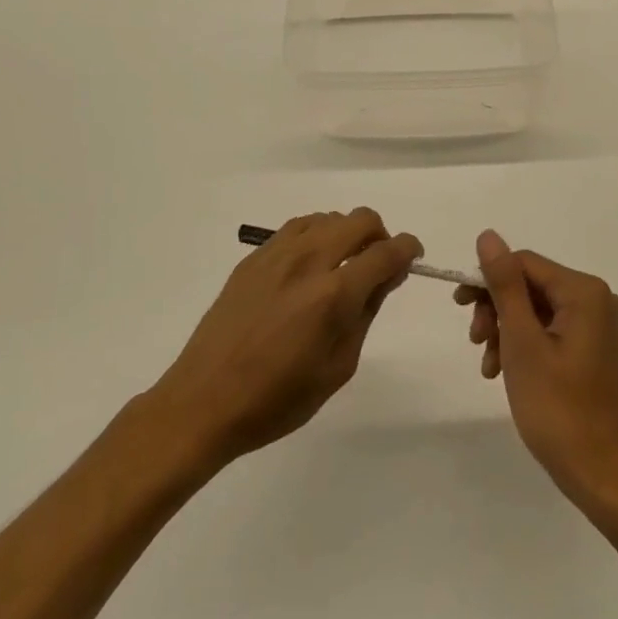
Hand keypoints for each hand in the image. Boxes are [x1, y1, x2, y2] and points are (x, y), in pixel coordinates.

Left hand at [147, 209, 420, 467]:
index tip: (413, 258)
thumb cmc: (278, 399)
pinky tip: (309, 267)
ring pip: (329, 217)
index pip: (387, 252)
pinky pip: (298, 228)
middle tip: (377, 267)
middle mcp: (309, 260)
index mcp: (334, 294)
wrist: (204, 400)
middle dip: (380, 237)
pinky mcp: (254, 257)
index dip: (409, 250)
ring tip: (340, 268)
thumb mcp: (338, 367)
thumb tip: (387, 275)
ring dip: (346, 234)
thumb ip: (367, 313)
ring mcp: (278, 254)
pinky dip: (316, 236)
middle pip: (361, 220)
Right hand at [456, 230, 617, 515]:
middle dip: (498, 309)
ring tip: (489, 366)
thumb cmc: (560, 410)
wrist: (607, 479)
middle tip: (476, 342)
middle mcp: (600, 300)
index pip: (525, 263)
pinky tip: (508, 371)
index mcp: (586, 292)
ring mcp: (603, 326)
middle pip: (533, 285)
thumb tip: (488, 236)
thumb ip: (505, 285)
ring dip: (508, 330)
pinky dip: (528, 345)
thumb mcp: (522, 343)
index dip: (488, 279)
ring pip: (540, 310)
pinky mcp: (600, 350)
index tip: (460, 308)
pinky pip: (555, 331)